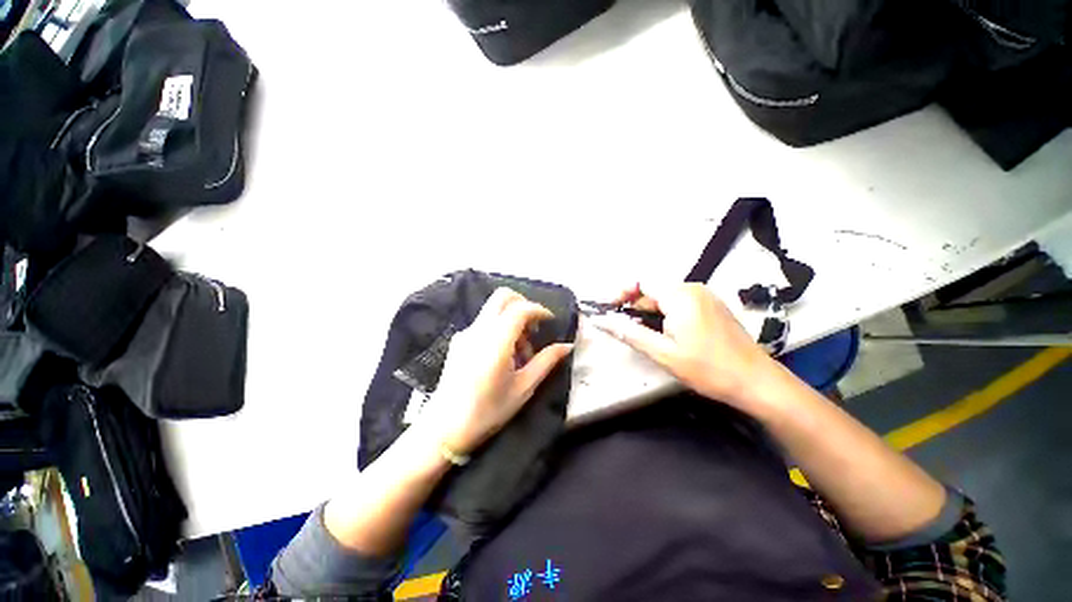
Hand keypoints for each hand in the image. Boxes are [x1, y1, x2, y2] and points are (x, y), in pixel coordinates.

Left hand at [419, 288, 573, 455]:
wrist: (443, 430)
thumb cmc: (488, 412)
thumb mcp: (523, 388)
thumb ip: (546, 362)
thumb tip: (567, 346)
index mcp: (495, 341)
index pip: (520, 309)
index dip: (539, 310)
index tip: (550, 322)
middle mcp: (478, 330)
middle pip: (502, 297)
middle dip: (523, 304)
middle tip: (534, 328)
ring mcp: (465, 333)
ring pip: (494, 309)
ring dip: (512, 319)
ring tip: (521, 352)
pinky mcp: (459, 341)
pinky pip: (484, 322)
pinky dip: (500, 328)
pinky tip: (504, 355)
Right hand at [590, 283, 775, 411]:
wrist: (757, 383)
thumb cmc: (708, 368)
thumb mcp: (662, 352)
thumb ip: (628, 333)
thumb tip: (600, 320)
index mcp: (680, 295)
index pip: (641, 281)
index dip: (621, 293)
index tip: (609, 311)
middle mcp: (693, 288)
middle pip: (653, 290)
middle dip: (635, 307)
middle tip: (626, 330)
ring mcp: (705, 297)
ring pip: (665, 298)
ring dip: (650, 314)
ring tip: (646, 337)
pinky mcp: (711, 307)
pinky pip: (679, 304)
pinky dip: (665, 316)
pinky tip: (666, 336)